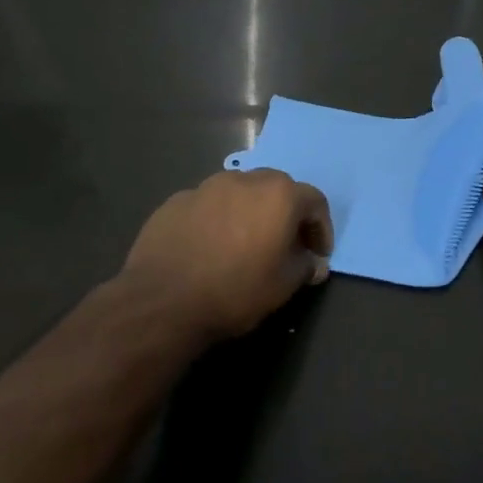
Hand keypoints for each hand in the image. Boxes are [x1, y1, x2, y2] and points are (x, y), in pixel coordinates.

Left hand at [122, 169, 332, 341]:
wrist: (162, 302)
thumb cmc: (235, 291)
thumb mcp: (283, 286)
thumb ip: (305, 267)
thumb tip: (314, 263)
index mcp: (279, 195)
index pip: (315, 202)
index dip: (321, 229)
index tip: (317, 254)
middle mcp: (245, 180)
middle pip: (277, 189)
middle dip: (286, 214)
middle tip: (284, 245)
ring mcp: (206, 187)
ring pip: (239, 193)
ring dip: (249, 212)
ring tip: (243, 244)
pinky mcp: (176, 201)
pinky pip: (207, 206)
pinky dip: (216, 220)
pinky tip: (208, 248)